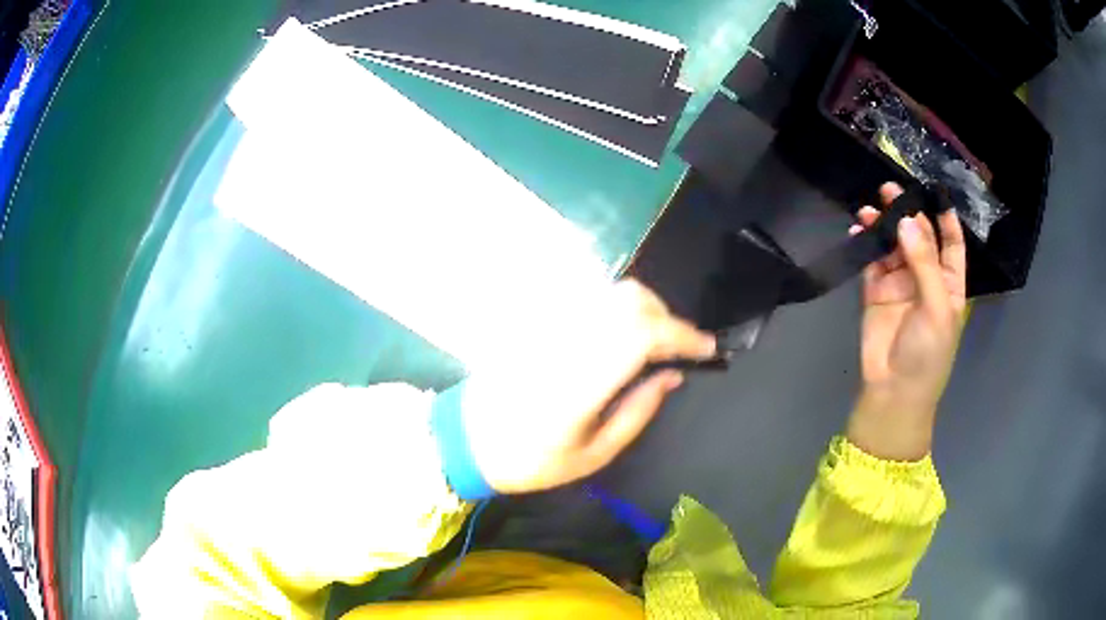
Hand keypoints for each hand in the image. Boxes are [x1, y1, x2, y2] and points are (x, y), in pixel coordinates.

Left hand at [461, 279, 715, 493]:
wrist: (466, 439)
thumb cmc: (532, 460)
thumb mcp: (593, 453)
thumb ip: (638, 410)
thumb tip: (672, 375)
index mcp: (582, 381)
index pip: (643, 334)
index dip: (683, 335)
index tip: (708, 349)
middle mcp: (568, 341)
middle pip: (631, 300)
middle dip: (668, 318)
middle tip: (681, 349)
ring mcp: (550, 326)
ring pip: (611, 293)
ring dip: (645, 310)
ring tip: (656, 343)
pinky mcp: (538, 321)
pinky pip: (590, 300)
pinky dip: (619, 309)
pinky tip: (621, 336)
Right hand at [846, 183, 966, 460]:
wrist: (894, 390)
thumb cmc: (928, 352)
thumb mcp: (937, 307)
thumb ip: (924, 262)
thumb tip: (905, 220)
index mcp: (949, 282)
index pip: (951, 242)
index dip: (945, 218)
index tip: (933, 191)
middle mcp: (925, 277)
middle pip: (918, 236)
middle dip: (907, 213)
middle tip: (889, 190)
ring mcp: (899, 283)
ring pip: (892, 245)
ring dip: (882, 226)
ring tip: (868, 210)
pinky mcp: (875, 291)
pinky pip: (871, 261)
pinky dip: (865, 244)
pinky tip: (857, 231)